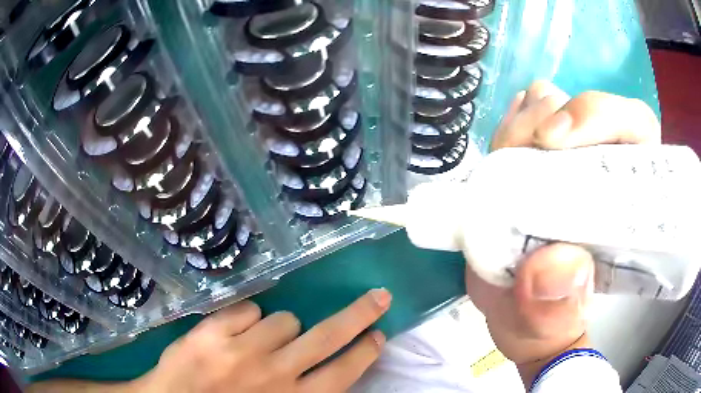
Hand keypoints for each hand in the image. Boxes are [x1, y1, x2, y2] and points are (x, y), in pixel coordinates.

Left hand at [135, 289, 390, 392]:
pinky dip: (246, 318)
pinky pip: (248, 308)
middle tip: (379, 297)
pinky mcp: (213, 331)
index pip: (343, 372)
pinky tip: (231, 335)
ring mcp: (241, 350)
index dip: (365, 352)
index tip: (378, 335)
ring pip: (283, 319)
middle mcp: (274, 374)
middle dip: (359, 315)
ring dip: (277, 328)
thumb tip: (324, 367)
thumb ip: (300, 391)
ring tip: (256, 344)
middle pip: (328, 336)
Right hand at [471, 81, 659, 384]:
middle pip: (587, 108)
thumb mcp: (549, 332)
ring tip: (503, 163)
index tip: (556, 139)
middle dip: (549, 117)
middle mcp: (606, 171)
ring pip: (552, 105)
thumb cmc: (546, 325)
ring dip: (523, 123)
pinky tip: (500, 155)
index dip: (603, 117)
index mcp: (629, 206)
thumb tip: (561, 264)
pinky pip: (525, 117)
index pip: (635, 130)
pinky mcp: (540, 158)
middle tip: (516, 152)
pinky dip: (509, 126)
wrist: (519, 316)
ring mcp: (572, 159)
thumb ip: (557, 312)